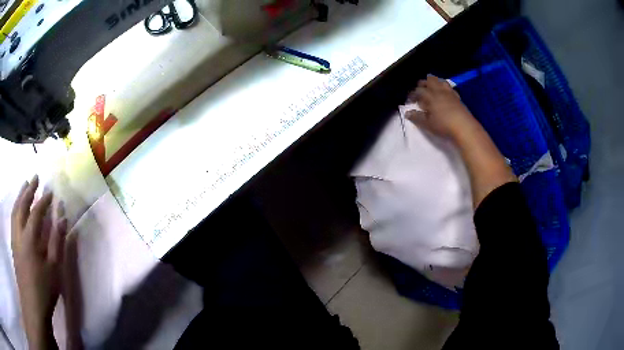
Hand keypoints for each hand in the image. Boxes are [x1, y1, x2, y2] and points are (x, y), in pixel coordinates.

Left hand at [12, 175, 66, 349]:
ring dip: (19, 196)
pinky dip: (15, 208)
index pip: (36, 212)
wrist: (32, 305)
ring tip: (24, 186)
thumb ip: (57, 242)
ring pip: (15, 210)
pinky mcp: (13, 245)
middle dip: (28, 190)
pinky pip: (12, 220)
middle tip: (34, 178)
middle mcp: (19, 232)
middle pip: (22, 205)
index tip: (51, 192)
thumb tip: (62, 218)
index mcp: (29, 238)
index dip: (44, 200)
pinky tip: (17, 208)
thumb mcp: (54, 269)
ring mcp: (14, 238)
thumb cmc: (43, 289)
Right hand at [406, 75, 477, 140]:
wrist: (464, 127)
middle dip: (423, 83)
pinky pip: (450, 88)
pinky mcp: (458, 98)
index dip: (412, 94)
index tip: (409, 99)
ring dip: (435, 82)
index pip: (418, 91)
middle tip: (420, 88)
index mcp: (430, 96)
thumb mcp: (427, 124)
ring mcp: (450, 93)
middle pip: (430, 80)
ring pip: (441, 81)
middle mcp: (439, 91)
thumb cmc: (444, 125)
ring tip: (432, 87)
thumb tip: (407, 113)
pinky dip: (445, 88)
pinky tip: (445, 93)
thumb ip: (417, 117)